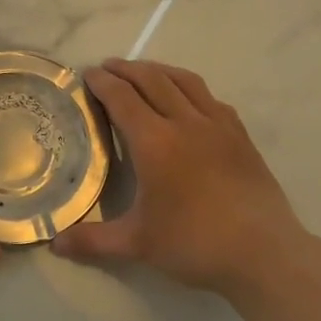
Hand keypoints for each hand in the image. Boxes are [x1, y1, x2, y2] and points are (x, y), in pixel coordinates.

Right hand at [52, 58, 320, 297]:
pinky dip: (190, 88)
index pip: (122, 98)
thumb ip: (93, 240)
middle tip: (108, 66)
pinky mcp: (240, 136)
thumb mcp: (138, 245)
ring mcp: (218, 126)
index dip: (103, 82)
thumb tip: (55, 244)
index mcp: (155, 142)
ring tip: (144, 70)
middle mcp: (185, 123)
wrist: (265, 253)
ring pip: (184, 81)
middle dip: (127, 69)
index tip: (88, 74)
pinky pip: (211, 98)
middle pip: (152, 80)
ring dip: (159, 70)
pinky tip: (189, 98)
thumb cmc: (195, 244)